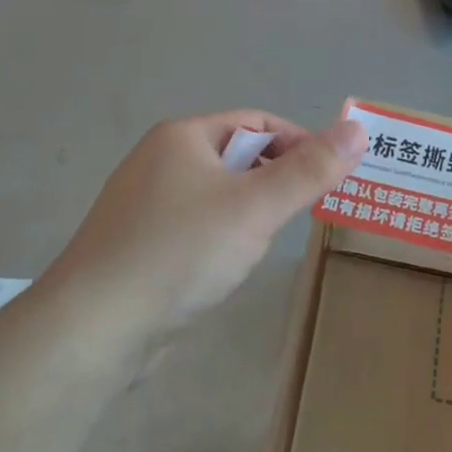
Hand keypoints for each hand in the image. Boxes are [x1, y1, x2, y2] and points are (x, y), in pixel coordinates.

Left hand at [49, 110, 365, 323]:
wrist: (93, 329)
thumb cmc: (181, 252)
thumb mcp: (257, 207)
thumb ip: (311, 169)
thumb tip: (358, 128)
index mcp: (183, 136)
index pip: (258, 122)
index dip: (300, 143)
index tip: (330, 177)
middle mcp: (159, 160)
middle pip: (237, 155)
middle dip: (276, 178)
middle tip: (306, 212)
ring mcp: (143, 203)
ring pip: (217, 193)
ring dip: (250, 209)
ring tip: (269, 240)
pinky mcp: (136, 244)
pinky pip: (194, 224)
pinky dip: (220, 234)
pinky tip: (226, 266)